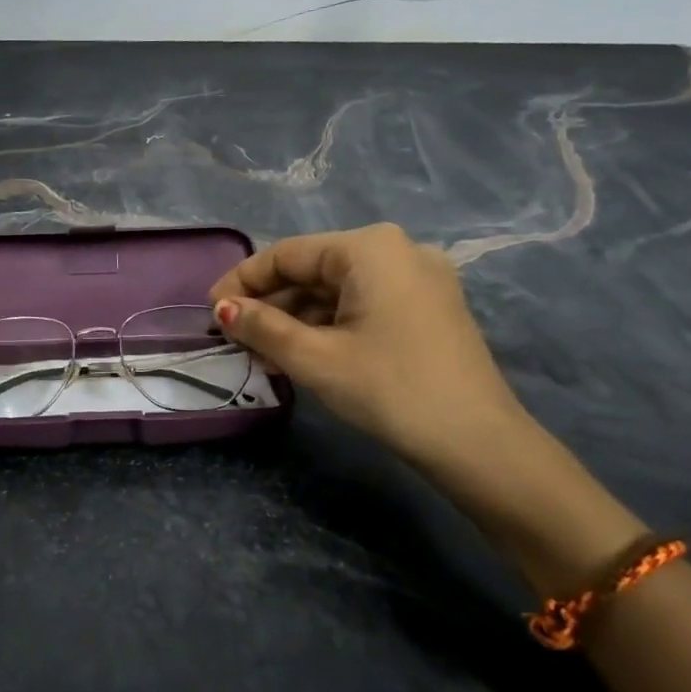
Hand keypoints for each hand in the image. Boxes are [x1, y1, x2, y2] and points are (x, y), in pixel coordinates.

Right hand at [208, 224, 530, 473]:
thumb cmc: (389, 389)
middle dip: (270, 304)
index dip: (243, 282)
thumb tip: (222, 309)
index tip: (212, 313)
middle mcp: (396, 250)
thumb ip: (262, 327)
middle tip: (236, 339)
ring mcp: (418, 279)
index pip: (287, 254)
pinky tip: (303, 353)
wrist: (478, 443)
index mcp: (369, 248)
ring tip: (262, 353)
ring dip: (296, 319)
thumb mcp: (315, 358)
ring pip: (337, 290)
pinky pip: (362, 305)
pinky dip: (328, 325)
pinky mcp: (427, 308)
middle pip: (313, 270)